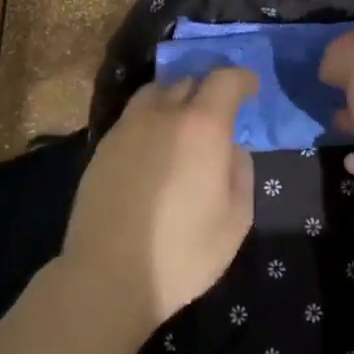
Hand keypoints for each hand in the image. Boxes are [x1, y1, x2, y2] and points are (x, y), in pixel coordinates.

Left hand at [59, 69, 258, 346]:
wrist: (107, 275)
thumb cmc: (183, 252)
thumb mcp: (236, 219)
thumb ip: (240, 171)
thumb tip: (230, 148)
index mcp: (201, 126)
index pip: (225, 79)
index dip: (242, 79)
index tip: (251, 89)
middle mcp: (162, 114)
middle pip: (188, 81)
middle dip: (208, 90)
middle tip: (218, 115)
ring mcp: (127, 127)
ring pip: (155, 93)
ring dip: (175, 99)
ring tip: (182, 125)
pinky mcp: (103, 146)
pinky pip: (134, 117)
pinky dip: (150, 120)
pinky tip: (153, 150)